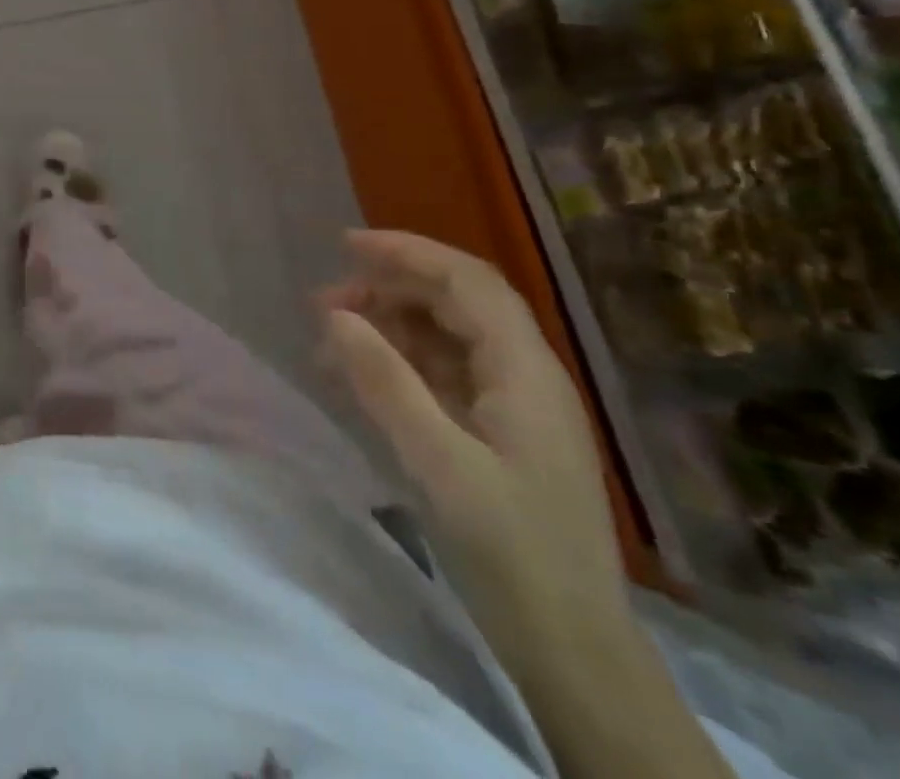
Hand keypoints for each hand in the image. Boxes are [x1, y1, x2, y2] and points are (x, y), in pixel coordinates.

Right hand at [322, 231, 627, 660]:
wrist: (574, 653)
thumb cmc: (512, 552)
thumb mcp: (438, 463)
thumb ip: (384, 381)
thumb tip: (334, 314)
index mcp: (524, 371)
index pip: (467, 280)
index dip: (407, 252)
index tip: (345, 245)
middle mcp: (525, 375)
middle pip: (456, 302)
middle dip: (388, 289)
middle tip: (324, 303)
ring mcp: (515, 406)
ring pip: (446, 337)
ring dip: (389, 326)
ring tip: (330, 340)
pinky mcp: (501, 434)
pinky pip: (444, 375)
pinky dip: (399, 364)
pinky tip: (358, 377)